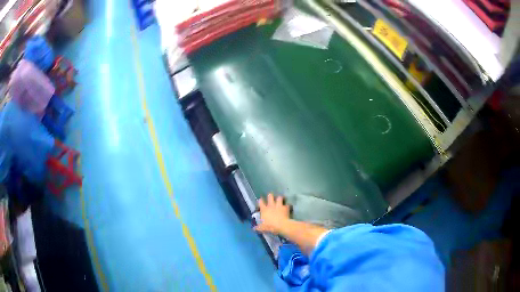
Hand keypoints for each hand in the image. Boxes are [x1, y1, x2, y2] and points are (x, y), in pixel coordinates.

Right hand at [254, 194, 289, 233]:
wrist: (281, 225)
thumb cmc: (270, 226)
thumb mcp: (262, 228)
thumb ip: (258, 227)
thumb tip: (254, 228)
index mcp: (264, 210)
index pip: (261, 202)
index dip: (260, 200)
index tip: (260, 199)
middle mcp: (271, 206)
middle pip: (270, 197)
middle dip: (270, 196)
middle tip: (270, 196)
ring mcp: (278, 206)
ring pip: (279, 198)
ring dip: (279, 198)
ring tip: (280, 198)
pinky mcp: (285, 208)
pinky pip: (287, 205)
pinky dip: (287, 205)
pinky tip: (288, 206)